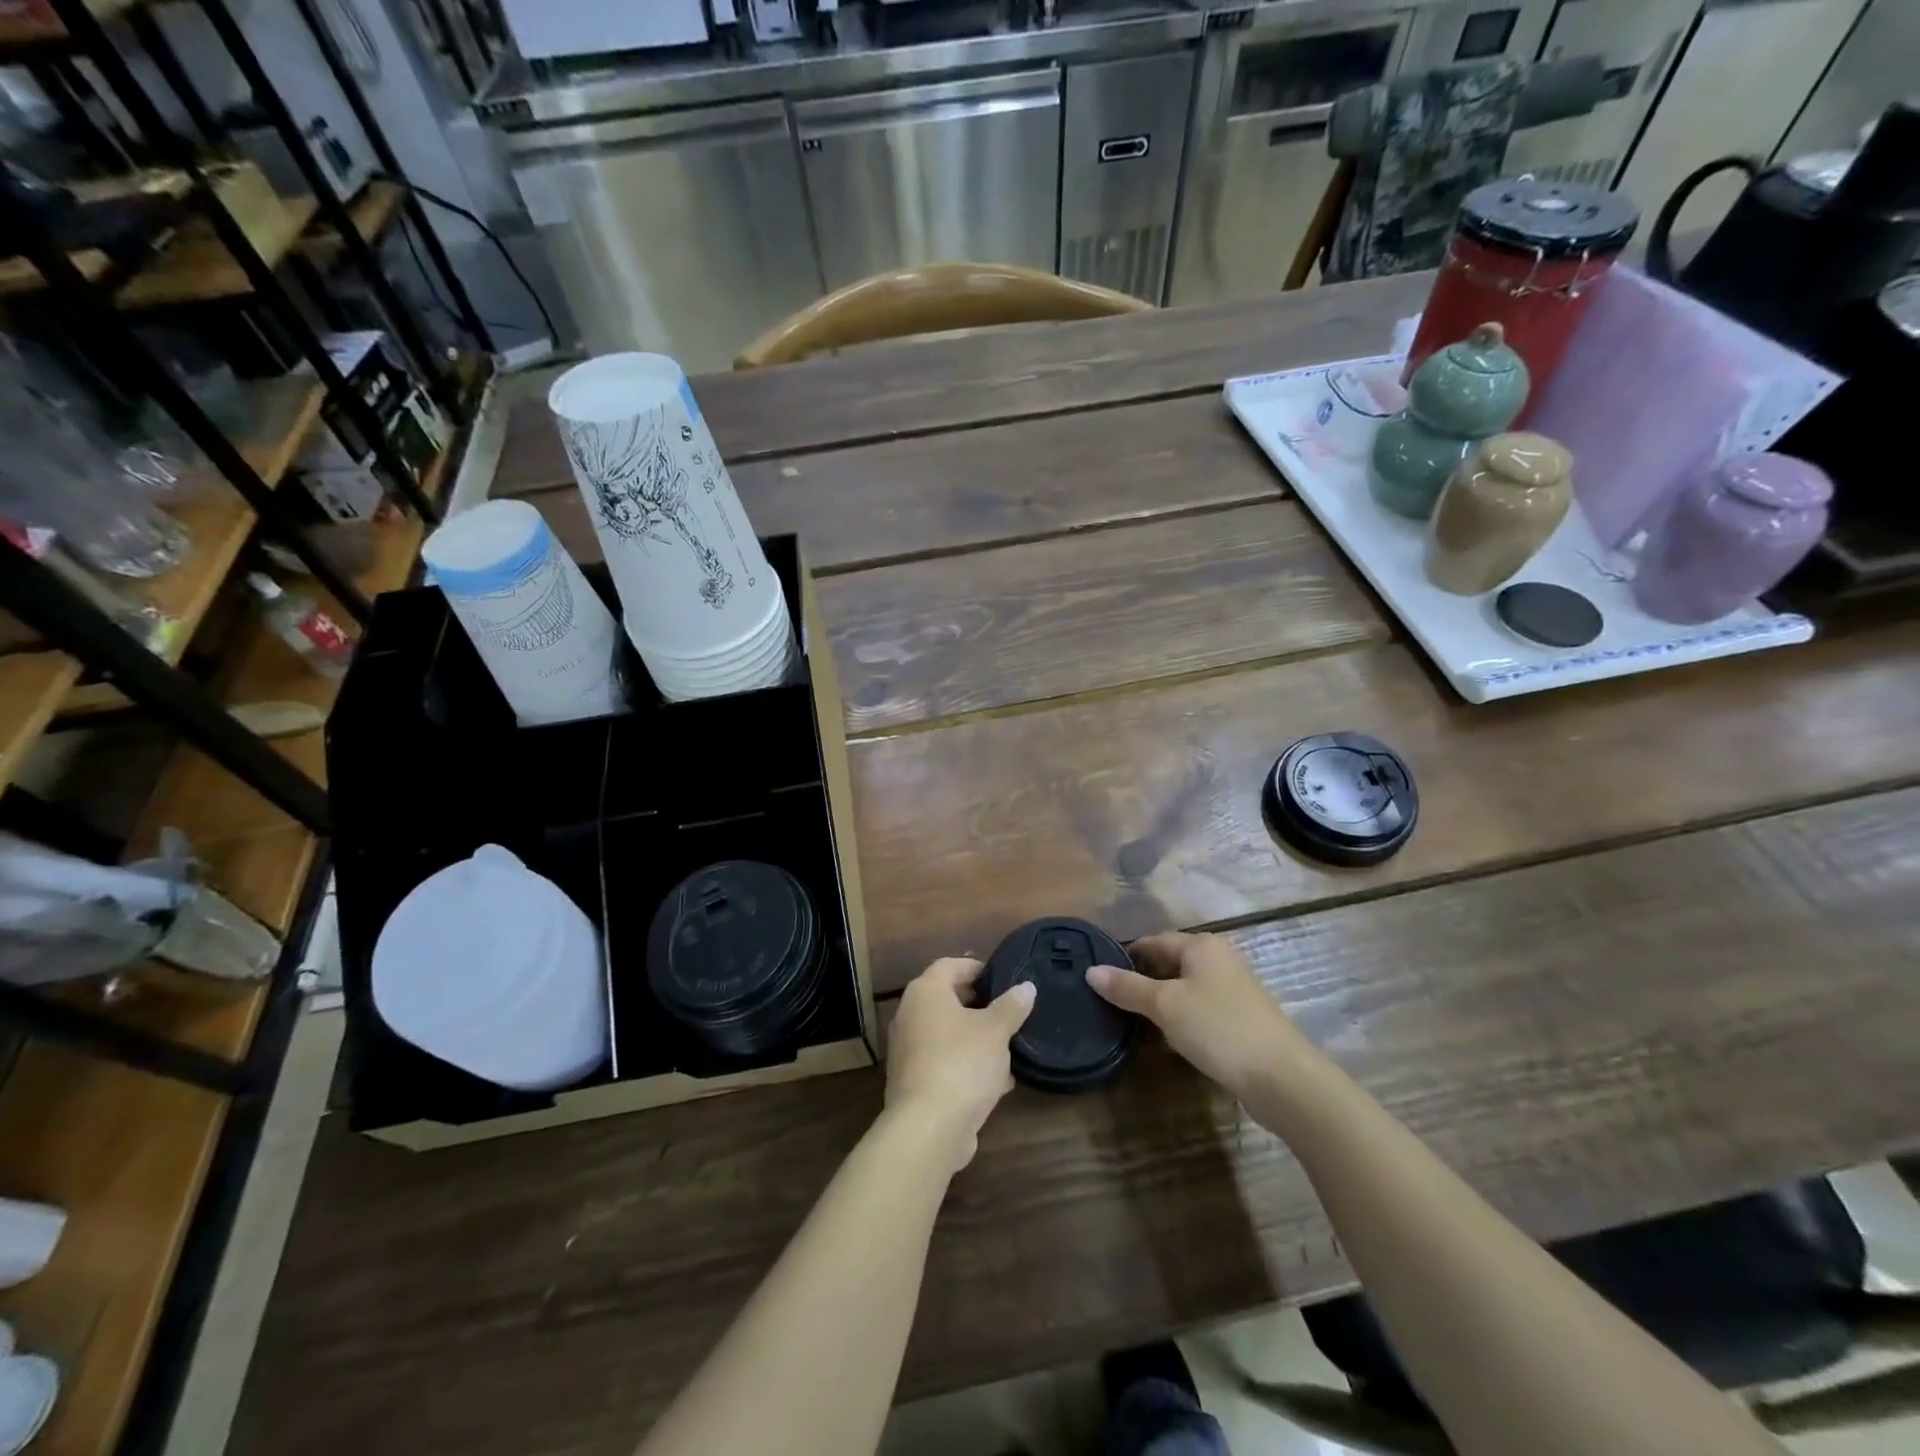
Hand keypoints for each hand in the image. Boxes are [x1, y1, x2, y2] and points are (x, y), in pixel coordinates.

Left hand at [886, 958, 1035, 1170]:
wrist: (928, 1128)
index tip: (1003, 978)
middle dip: (979, 1005)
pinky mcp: (914, 1081)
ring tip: (1009, 1046)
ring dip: (976, 1038)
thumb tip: (1026, 987)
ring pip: (948, 1034)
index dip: (976, 968)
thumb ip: (1011, 1006)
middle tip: (1009, 1010)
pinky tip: (998, 1081)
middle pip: (947, 999)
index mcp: (925, 992)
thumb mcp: (995, 1031)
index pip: (949, 965)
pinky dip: (967, 1065)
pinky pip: (945, 1062)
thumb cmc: (962, 1063)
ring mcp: (909, 1050)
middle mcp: (910, 1015)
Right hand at [1087, 933, 1314, 1098]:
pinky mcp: (1241, 1018)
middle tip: (1111, 1002)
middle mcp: (1219, 959)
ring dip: (1161, 1002)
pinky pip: (1200, 1008)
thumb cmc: (1218, 1028)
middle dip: (1142, 980)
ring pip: (1185, 988)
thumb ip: (1127, 987)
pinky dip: (1181, 1018)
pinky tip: (1167, 1038)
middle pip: (1169, 963)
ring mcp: (1234, 989)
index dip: (1126, 957)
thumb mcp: (1165, 1006)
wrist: (1282, 1078)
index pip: (1153, 941)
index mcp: (1202, 946)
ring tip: (1132, 1021)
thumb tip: (1091, 972)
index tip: (1100, 977)